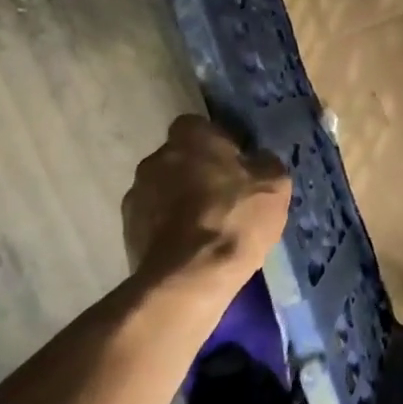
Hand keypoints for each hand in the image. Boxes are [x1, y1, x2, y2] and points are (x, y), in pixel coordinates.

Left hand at [121, 115, 291, 297]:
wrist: (189, 277)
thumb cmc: (235, 218)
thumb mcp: (275, 185)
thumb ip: (265, 163)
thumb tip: (257, 159)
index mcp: (191, 138)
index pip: (199, 125)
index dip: (217, 142)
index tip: (234, 163)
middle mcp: (156, 158)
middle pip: (179, 158)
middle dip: (196, 172)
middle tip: (224, 196)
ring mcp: (136, 195)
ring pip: (164, 189)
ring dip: (180, 201)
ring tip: (207, 227)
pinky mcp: (127, 231)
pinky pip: (154, 220)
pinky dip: (169, 228)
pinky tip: (191, 247)